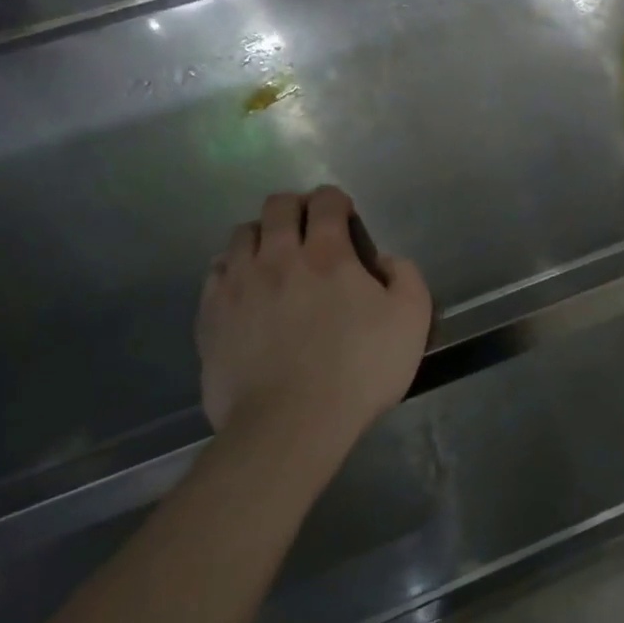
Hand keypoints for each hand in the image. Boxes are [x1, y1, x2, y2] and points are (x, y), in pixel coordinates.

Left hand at [197, 187, 431, 464]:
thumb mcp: (412, 320)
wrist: (292, 422)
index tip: (343, 214)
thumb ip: (406, 277)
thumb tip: (386, 260)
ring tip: (274, 256)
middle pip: (278, 206)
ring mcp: (238, 284)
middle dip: (297, 207)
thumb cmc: (360, 370)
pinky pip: (215, 271)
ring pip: (242, 234)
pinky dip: (232, 268)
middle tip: (309, 228)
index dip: (336, 200)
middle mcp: (278, 257)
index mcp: (328, 255)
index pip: (326, 202)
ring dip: (262, 235)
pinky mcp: (211, 314)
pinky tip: (245, 287)